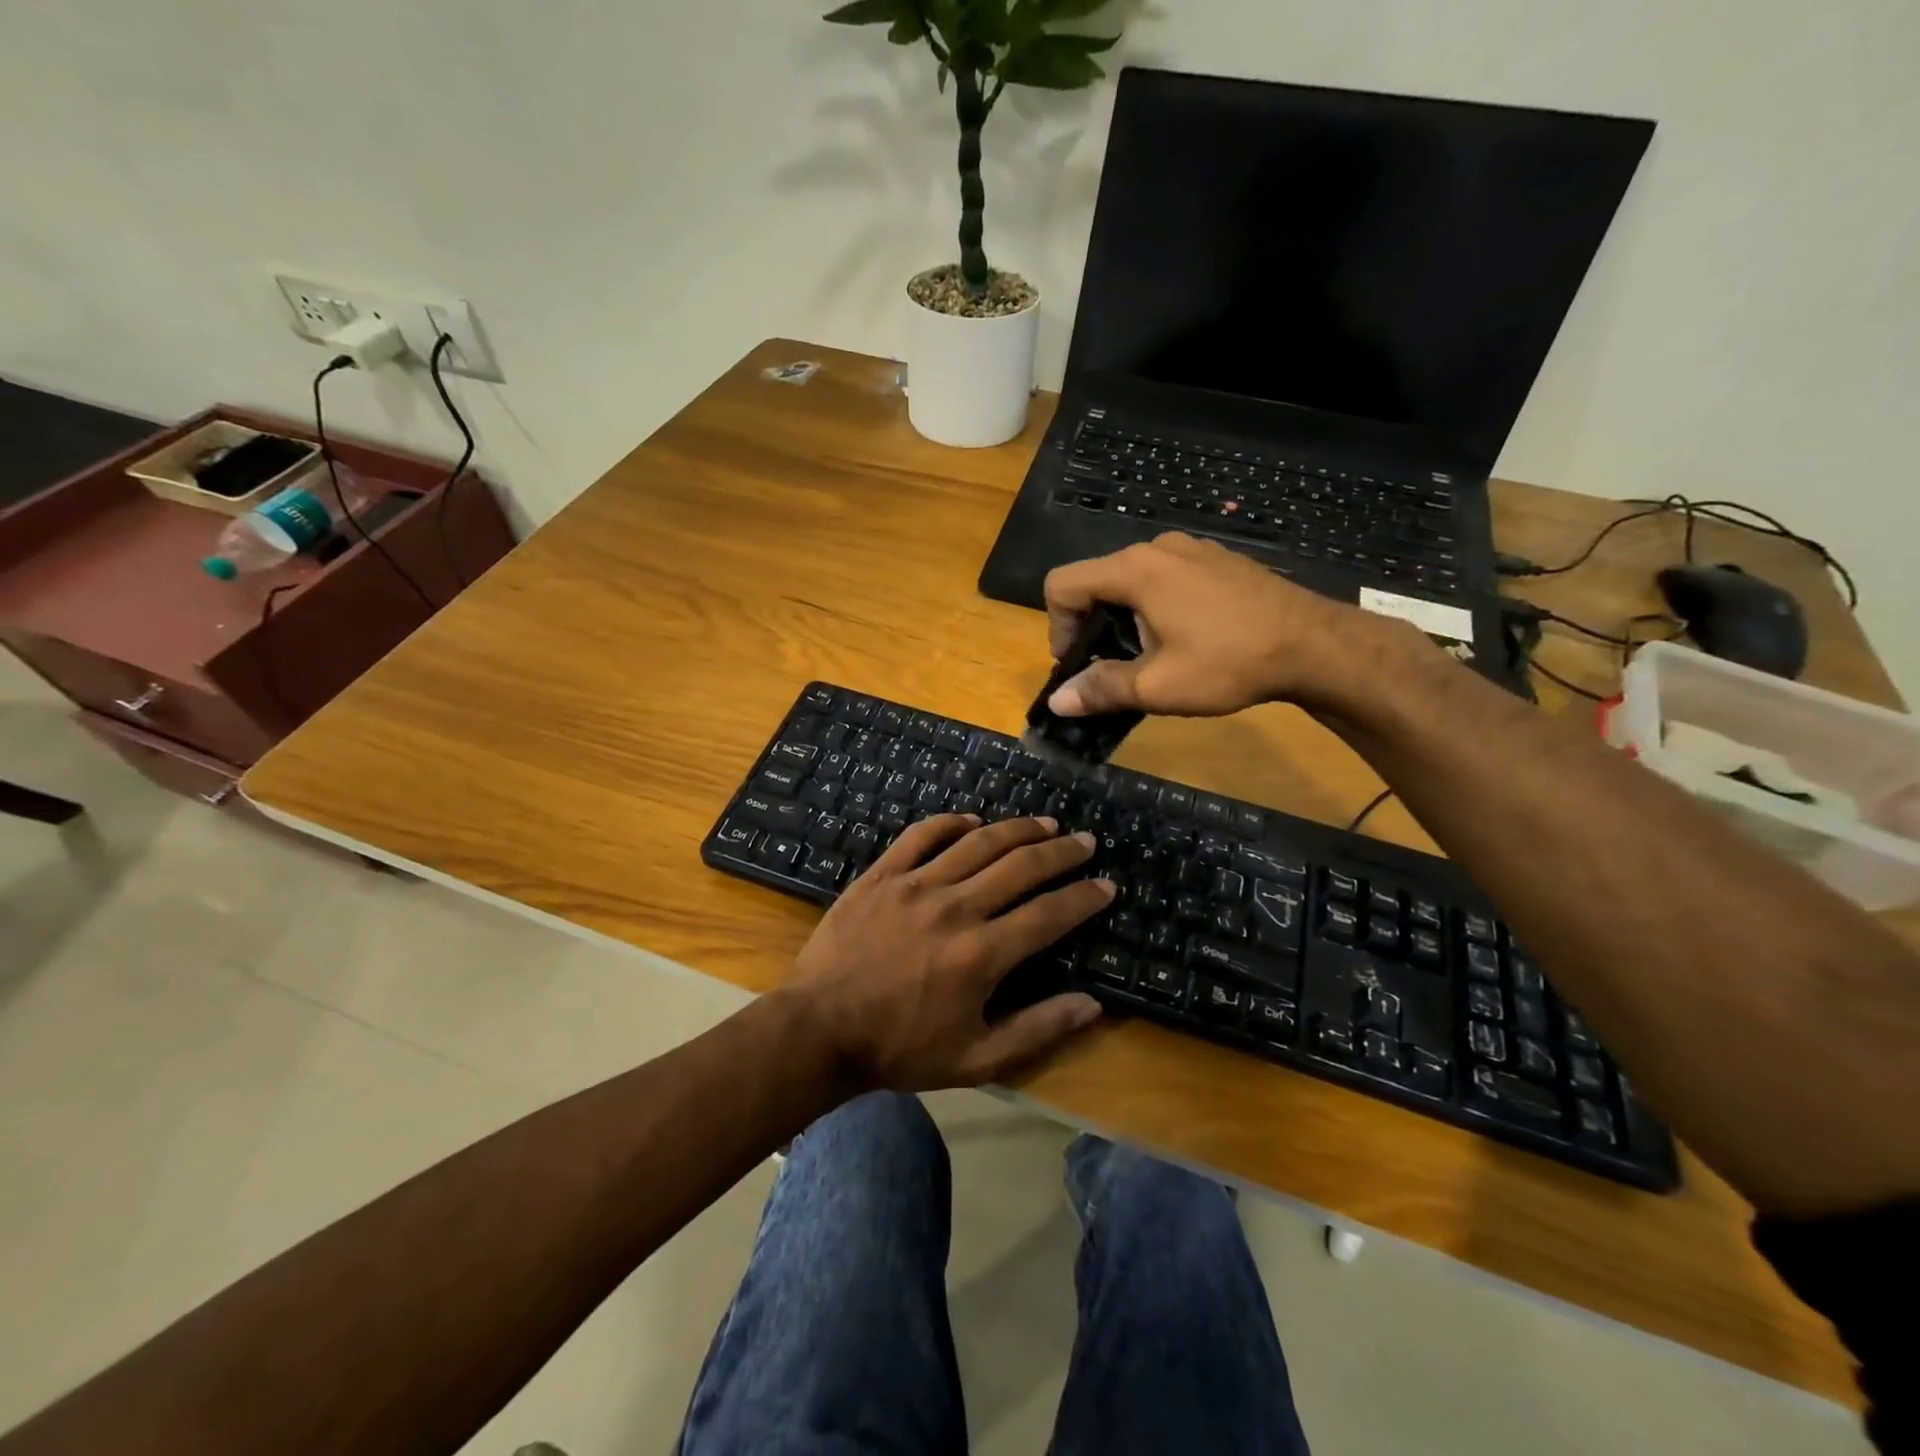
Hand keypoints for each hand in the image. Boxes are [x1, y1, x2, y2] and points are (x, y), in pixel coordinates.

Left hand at [784, 814, 1114, 1090]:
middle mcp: (956, 907)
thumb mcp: (975, 1059)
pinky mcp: (882, 875)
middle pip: (1021, 866)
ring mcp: (916, 885)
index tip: (1106, 885)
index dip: (1084, 897)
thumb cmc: (899, 1049)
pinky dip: (950, 822)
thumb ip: (1037, 1029)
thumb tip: (1092, 1005)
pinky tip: (971, 820)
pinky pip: (922, 835)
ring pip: (978, 842)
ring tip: (1044, 823)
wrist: (819, 1029)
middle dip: (1060, 851)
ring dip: (1017, 829)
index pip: (1049, 914)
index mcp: (982, 953)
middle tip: (1084, 841)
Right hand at [1042, 532, 1404, 717]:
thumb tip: (1056, 702)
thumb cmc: (1229, 663)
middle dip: (1091, 625)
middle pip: (1096, 580)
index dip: (1057, 627)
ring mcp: (1191, 549)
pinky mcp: (1216, 559)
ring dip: (1124, 617)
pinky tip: (1185, 638)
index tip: (1079, 664)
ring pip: (1131, 579)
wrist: (1315, 645)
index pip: (1062, 584)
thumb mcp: (1157, 686)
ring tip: (1150, 656)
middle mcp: (1157, 548)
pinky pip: (1164, 577)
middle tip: (1112, 668)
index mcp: (1134, 570)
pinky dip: (1155, 605)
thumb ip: (1100, 689)